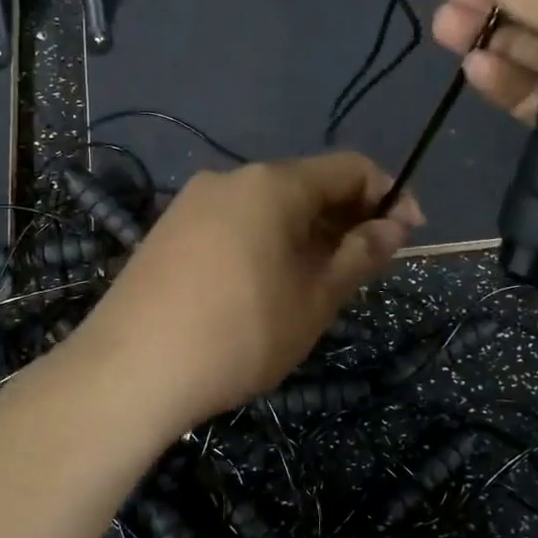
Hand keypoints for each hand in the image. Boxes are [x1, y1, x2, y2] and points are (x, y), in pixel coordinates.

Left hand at [65, 154, 422, 431]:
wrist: (130, 370)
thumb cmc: (240, 335)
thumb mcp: (314, 300)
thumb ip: (360, 256)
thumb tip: (394, 226)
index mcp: (272, 183)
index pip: (349, 167)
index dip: (388, 196)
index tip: (407, 237)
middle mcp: (230, 179)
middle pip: (306, 185)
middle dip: (346, 220)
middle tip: (364, 271)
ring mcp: (192, 203)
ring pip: (268, 208)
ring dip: (306, 235)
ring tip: (316, 286)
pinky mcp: (168, 232)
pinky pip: (234, 224)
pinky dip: (266, 244)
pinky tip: (265, 287)